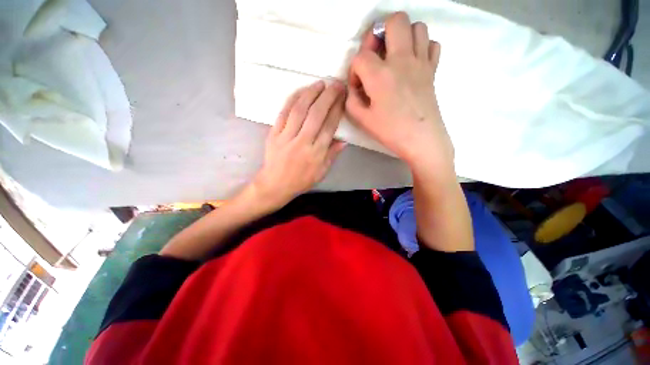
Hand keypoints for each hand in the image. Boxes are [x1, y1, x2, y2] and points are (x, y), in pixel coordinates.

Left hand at [251, 80, 345, 209]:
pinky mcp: (273, 134)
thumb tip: (344, 141)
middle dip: (327, 97)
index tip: (342, 97)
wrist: (275, 185)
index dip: (337, 110)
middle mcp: (302, 142)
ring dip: (310, 94)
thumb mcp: (321, 172)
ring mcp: (286, 137)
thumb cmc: (301, 180)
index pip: (329, 126)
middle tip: (335, 84)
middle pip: (316, 115)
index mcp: (316, 153)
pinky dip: (292, 100)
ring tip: (320, 84)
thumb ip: (332, 155)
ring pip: (299, 110)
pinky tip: (301, 92)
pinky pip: (283, 113)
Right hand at [347, 12, 453, 175]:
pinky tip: (412, 63)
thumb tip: (354, 87)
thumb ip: (351, 100)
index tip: (358, 87)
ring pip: (417, 27)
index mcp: (380, 75)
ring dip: (402, 36)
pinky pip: (431, 44)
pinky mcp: (433, 69)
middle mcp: (402, 59)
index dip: (355, 70)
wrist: (421, 140)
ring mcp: (421, 62)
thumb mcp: (362, 120)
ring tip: (394, 56)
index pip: (360, 57)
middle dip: (379, 33)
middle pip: (394, 21)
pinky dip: (421, 47)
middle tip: (376, 54)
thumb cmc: (390, 132)